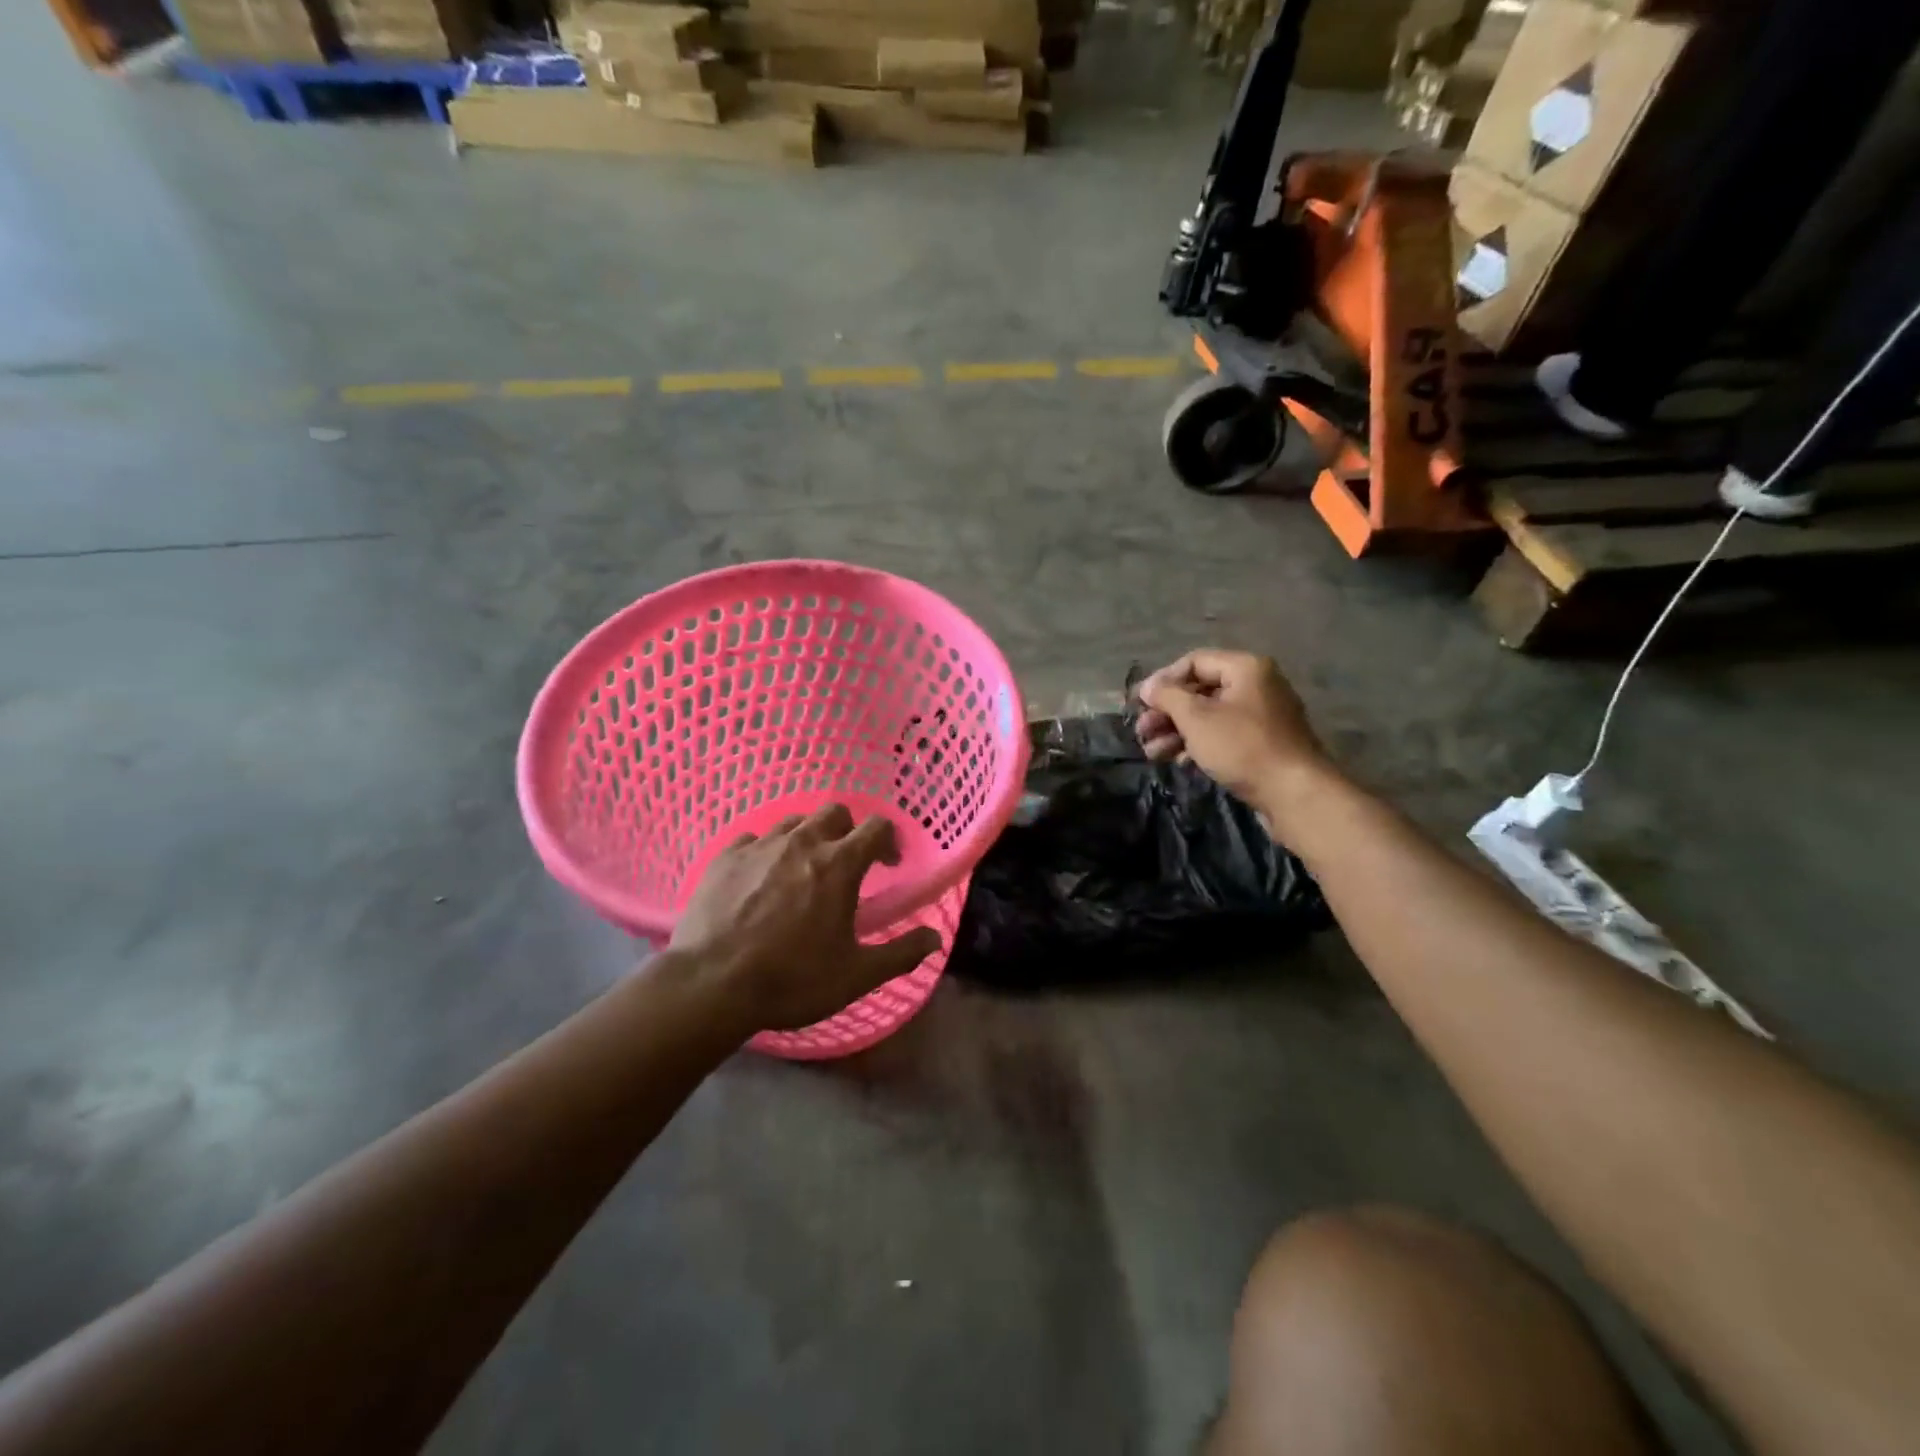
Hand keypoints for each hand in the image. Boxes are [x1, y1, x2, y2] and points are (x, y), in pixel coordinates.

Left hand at [668, 805, 941, 1033]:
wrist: (710, 985)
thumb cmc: (792, 980)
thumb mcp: (855, 975)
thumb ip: (900, 954)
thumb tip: (935, 938)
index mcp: (839, 864)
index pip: (877, 827)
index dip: (890, 840)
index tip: (888, 865)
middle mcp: (802, 842)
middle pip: (834, 812)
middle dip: (847, 830)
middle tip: (845, 864)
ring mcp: (759, 846)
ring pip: (793, 822)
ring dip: (807, 838)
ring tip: (802, 871)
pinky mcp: (724, 857)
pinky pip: (752, 839)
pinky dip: (765, 852)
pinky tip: (759, 879)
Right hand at [1135, 649, 1333, 828]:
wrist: (1294, 793)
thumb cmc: (1242, 747)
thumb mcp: (1196, 718)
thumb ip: (1167, 696)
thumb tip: (1148, 686)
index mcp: (1245, 668)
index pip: (1194, 662)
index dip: (1163, 681)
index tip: (1140, 703)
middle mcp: (1256, 686)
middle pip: (1200, 691)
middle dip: (1166, 712)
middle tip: (1141, 731)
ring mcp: (1261, 716)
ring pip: (1209, 716)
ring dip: (1176, 731)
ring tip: (1151, 752)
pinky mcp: (1262, 744)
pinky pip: (1223, 735)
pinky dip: (1198, 744)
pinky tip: (1178, 760)